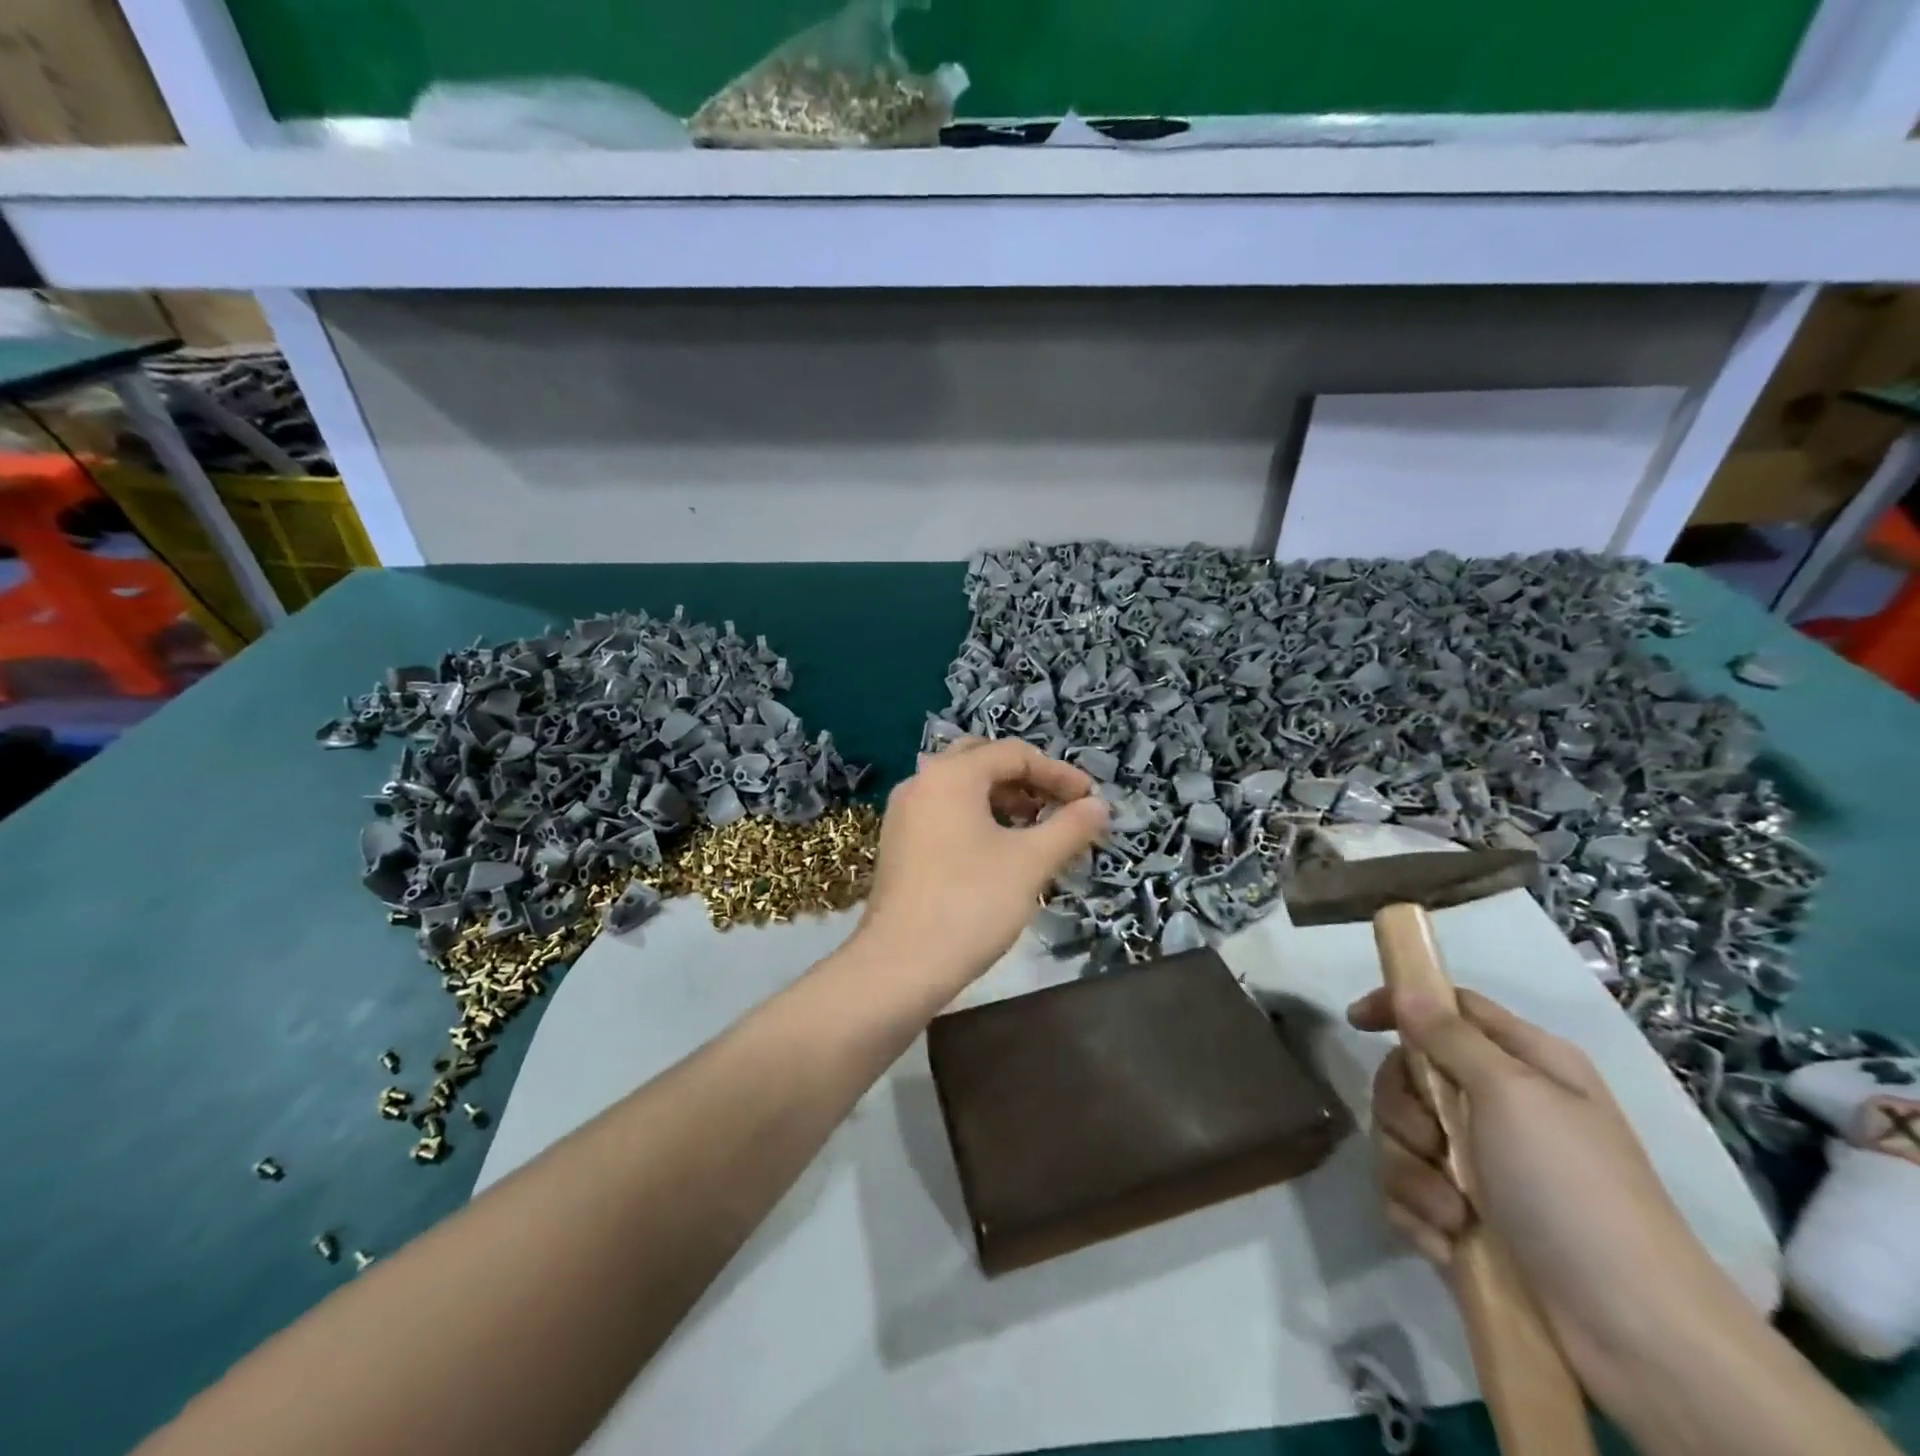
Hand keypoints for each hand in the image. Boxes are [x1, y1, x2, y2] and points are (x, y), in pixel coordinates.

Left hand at [854, 738, 1107, 999]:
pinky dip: (977, 819)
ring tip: (1036, 831)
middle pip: (984, 761)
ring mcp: (904, 813)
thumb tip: (1100, 806)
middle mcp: (922, 782)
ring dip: (1003, 800)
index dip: (1059, 774)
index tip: (1090, 801)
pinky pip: (945, 813)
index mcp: (951, 774)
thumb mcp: (1030, 863)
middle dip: (1027, 780)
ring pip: (962, 789)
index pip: (1015, 754)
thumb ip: (1070, 827)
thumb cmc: (970, 904)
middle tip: (1059, 807)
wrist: (900, 965)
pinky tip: (999, 852)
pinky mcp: (899, 843)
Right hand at [1347, 988, 1754, 1395]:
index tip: (1358, 1023)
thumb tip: (1407, 989)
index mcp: (1523, 1065)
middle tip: (1431, 1141)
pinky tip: (1452, 1242)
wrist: (1632, 1336)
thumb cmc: (1573, 1190)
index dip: (1401, 1005)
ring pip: (1399, 1137)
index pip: (1448, 1007)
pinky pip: (1406, 1192)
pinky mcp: (1462, 1216)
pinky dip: (1421, 1214)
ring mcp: (1479, 1165)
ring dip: (1413, 1174)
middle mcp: (1498, 1107)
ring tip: (1455, 1214)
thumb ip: (1450, 1036)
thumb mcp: (1512, 1095)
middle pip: (1409, 1075)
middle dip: (1403, 1110)